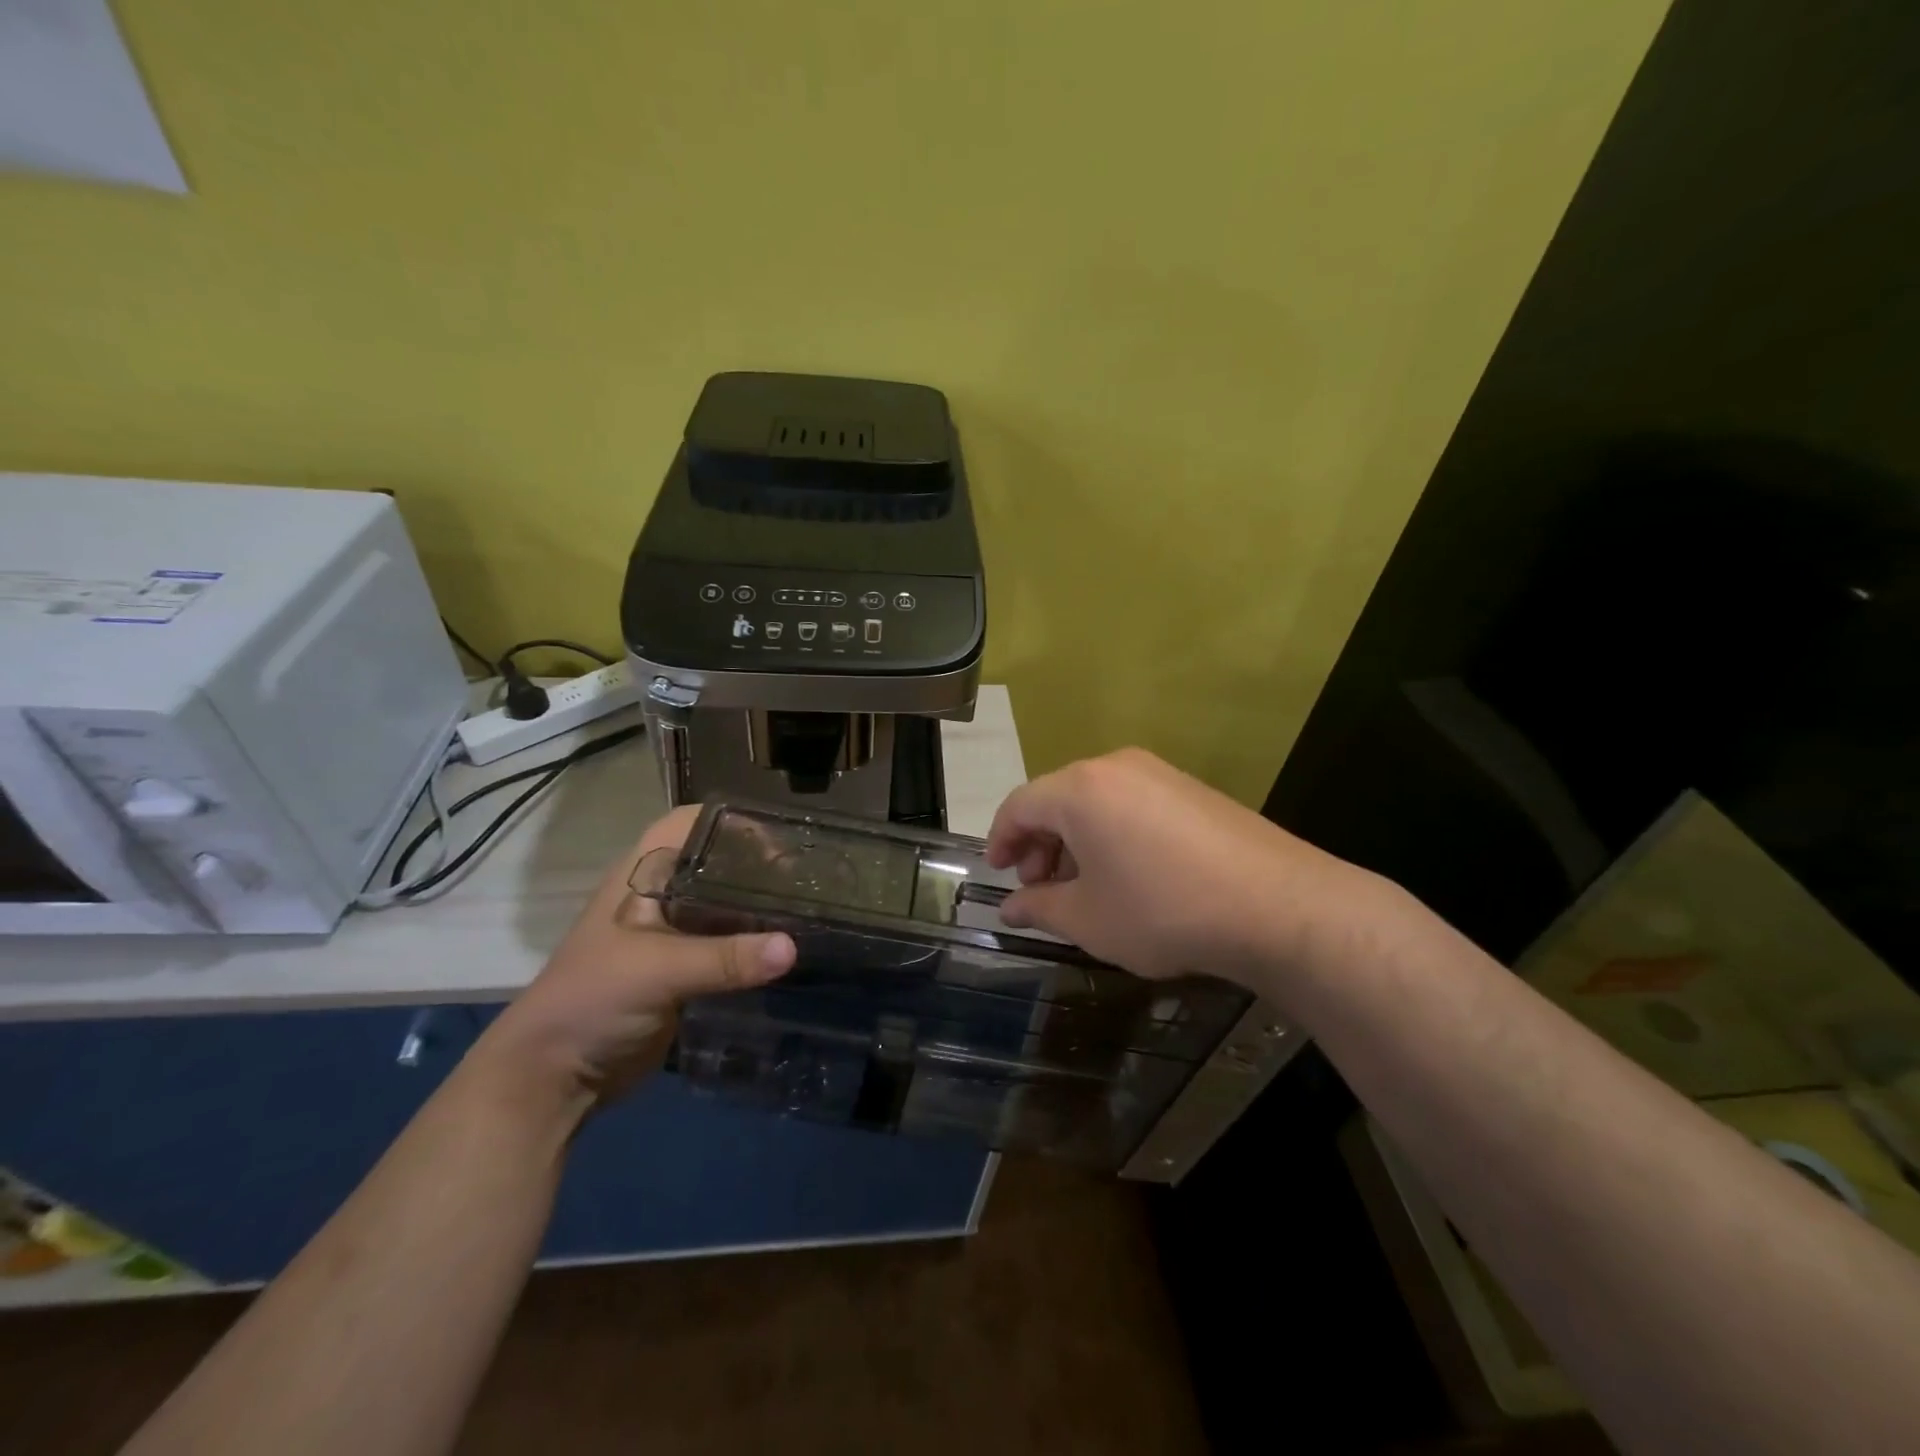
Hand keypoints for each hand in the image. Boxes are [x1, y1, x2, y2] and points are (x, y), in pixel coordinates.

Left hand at [468, 805, 795, 1118]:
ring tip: (812, 909)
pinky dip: (756, 945)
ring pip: (726, 907)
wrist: (554, 1078)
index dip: (733, 821)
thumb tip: (792, 948)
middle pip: (717, 863)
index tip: (782, 836)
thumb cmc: (592, 1000)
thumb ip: (724, 958)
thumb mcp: (657, 970)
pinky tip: (791, 950)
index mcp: (642, 874)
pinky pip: (729, 947)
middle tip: (810, 876)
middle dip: (759, 866)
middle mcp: (661, 896)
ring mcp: (674, 935)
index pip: (691, 824)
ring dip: (762, 909)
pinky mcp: (686, 971)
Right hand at [985, 748, 1380, 985]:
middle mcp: (1115, 767)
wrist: (1276, 905)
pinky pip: (1131, 804)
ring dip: (1075, 840)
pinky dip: (1112, 833)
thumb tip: (1010, 907)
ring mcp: (1159, 773)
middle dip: (1039, 843)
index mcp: (1079, 789)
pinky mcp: (1192, 789)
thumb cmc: (1162, 909)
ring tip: (1082, 886)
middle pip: (1057, 799)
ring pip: (1095, 801)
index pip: (1019, 805)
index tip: (997, 874)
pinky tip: (1127, 874)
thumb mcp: (1088, 918)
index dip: (1000, 840)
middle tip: (1039, 887)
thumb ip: (1039, 908)